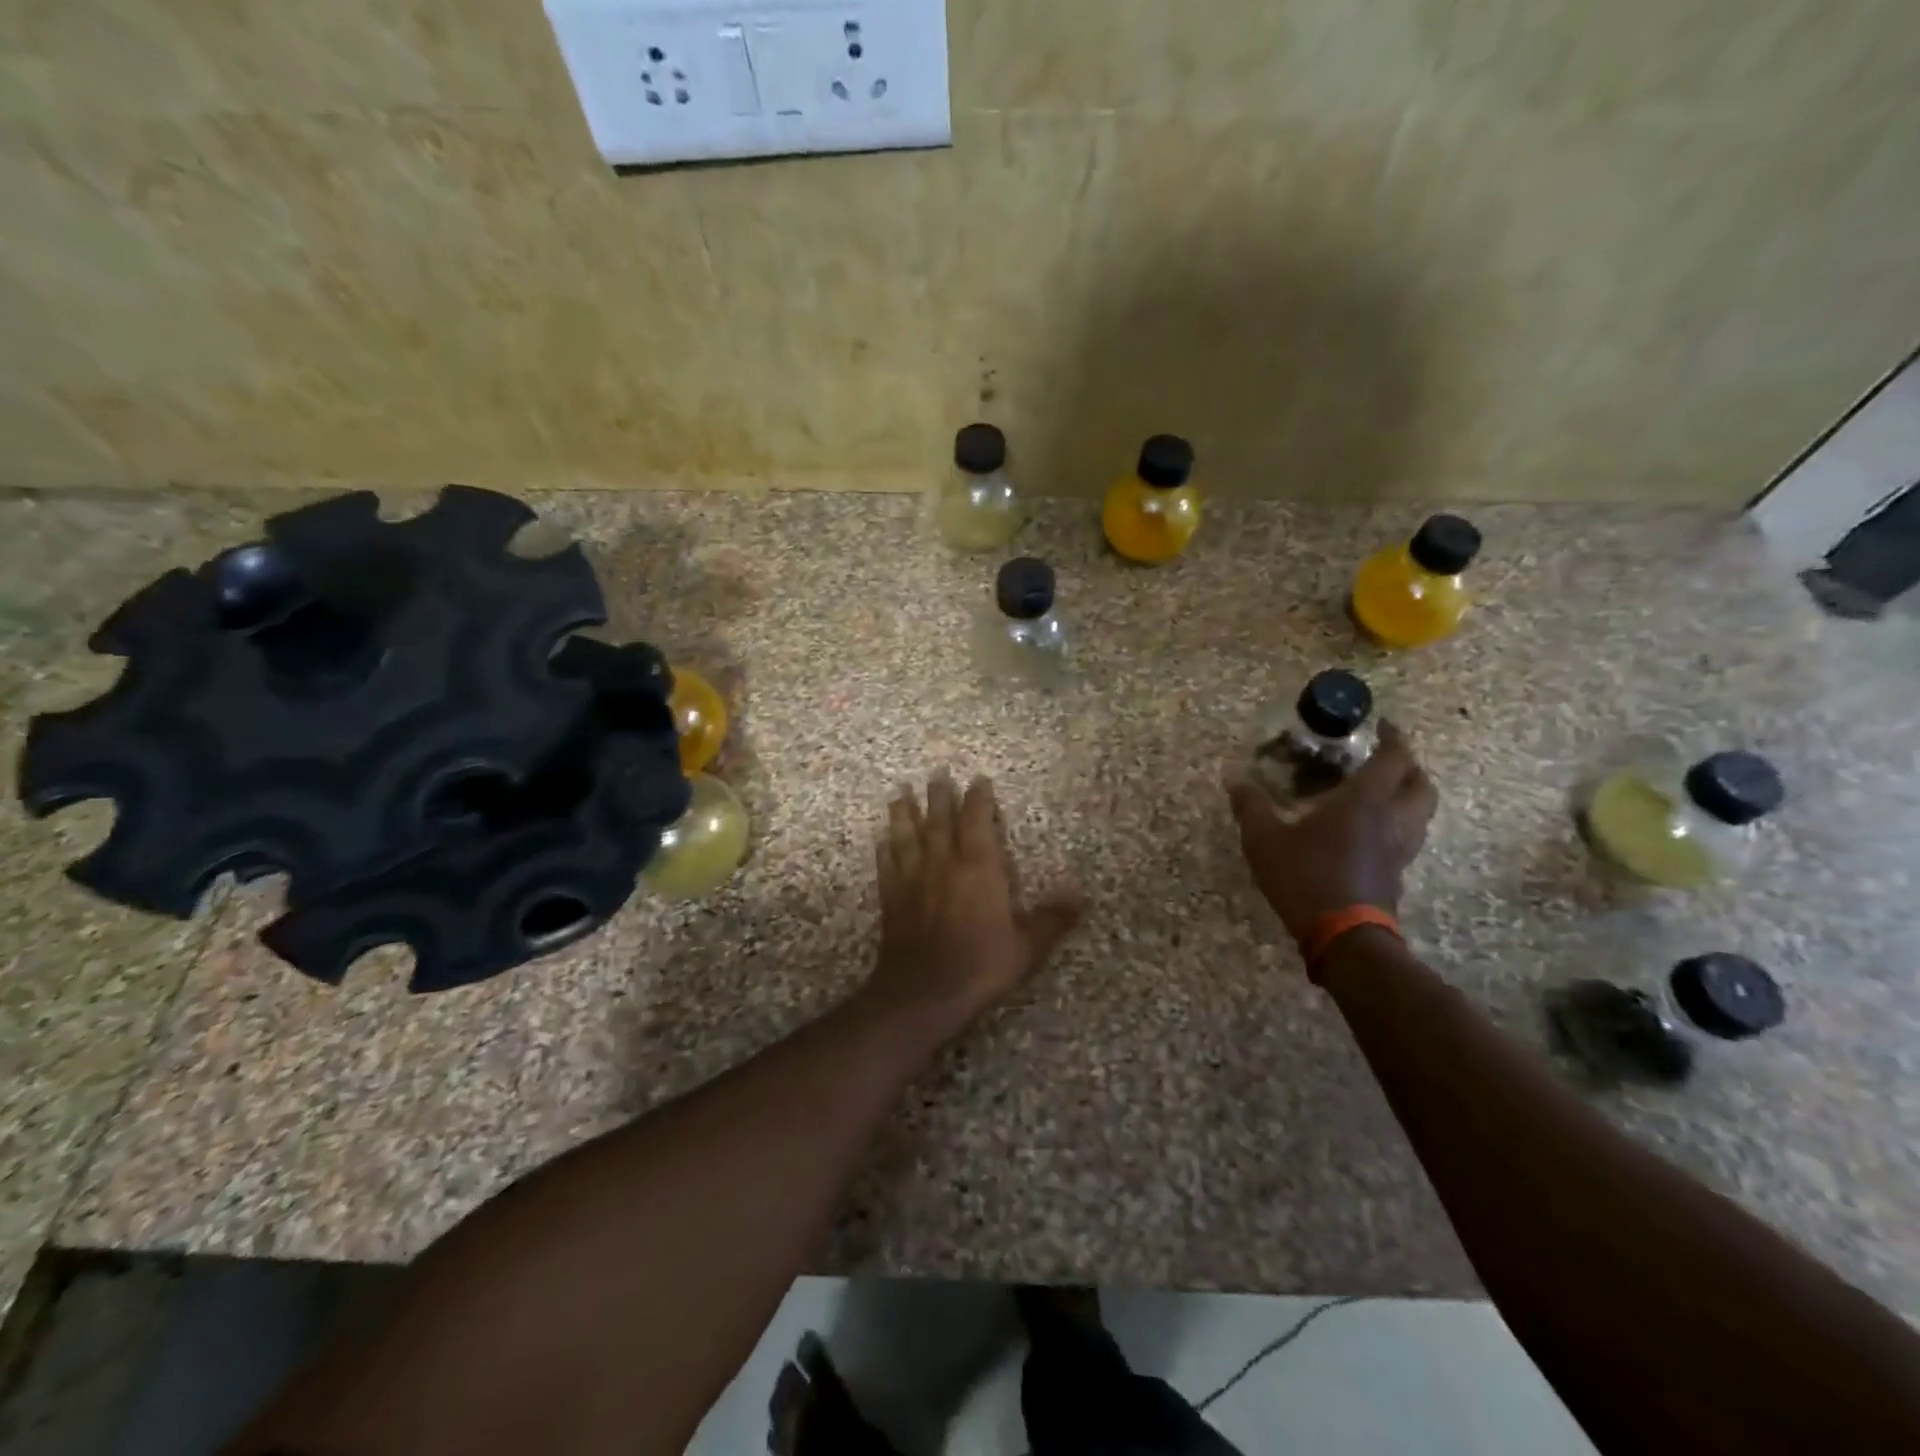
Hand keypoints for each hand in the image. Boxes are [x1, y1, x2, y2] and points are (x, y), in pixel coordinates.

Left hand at [866, 772, 1082, 1036]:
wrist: (924, 991)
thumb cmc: (980, 964)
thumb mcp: (1026, 946)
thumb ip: (1051, 920)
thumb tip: (1082, 900)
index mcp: (979, 868)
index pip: (977, 822)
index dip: (978, 799)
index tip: (978, 780)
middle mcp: (944, 864)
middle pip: (940, 821)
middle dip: (939, 796)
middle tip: (935, 774)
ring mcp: (914, 879)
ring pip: (907, 836)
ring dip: (904, 813)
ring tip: (899, 793)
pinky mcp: (892, 897)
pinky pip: (887, 864)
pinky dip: (884, 849)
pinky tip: (881, 839)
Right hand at [1226, 721, 1437, 947]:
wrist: (1344, 937)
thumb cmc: (1306, 877)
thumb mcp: (1264, 839)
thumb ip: (1250, 805)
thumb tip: (1233, 776)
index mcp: (1365, 801)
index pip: (1395, 758)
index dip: (1393, 737)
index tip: (1382, 725)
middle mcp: (1392, 819)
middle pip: (1422, 785)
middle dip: (1410, 767)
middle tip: (1385, 760)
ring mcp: (1400, 850)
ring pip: (1421, 814)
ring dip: (1408, 797)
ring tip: (1380, 794)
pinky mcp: (1396, 875)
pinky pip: (1407, 838)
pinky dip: (1396, 825)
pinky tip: (1369, 833)